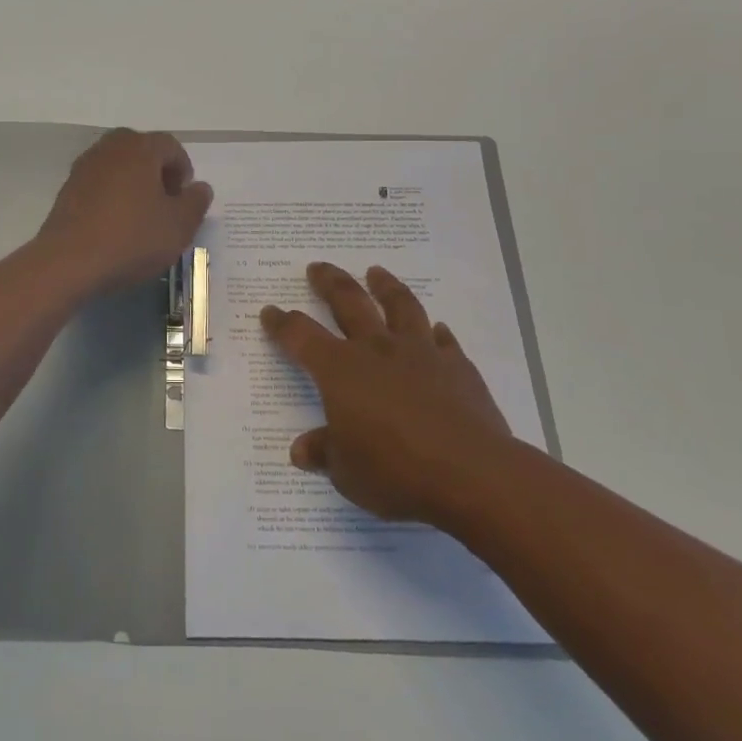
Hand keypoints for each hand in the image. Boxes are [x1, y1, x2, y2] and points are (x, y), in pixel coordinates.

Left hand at [35, 129, 212, 295]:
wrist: (68, 262)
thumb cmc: (132, 239)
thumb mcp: (178, 226)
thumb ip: (195, 203)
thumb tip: (200, 188)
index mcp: (140, 148)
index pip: (171, 146)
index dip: (184, 170)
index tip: (185, 199)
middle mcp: (110, 148)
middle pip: (142, 151)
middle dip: (157, 173)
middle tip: (165, 203)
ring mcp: (84, 167)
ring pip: (118, 166)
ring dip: (133, 184)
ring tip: (141, 217)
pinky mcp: (67, 189)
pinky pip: (99, 183)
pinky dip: (112, 196)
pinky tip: (116, 225)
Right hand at [261, 262, 514, 527]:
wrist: (471, 473)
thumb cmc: (395, 471)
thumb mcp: (346, 472)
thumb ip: (324, 452)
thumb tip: (301, 449)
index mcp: (339, 370)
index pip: (300, 336)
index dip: (282, 323)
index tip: (270, 311)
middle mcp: (376, 350)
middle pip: (348, 302)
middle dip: (329, 282)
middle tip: (318, 266)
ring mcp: (420, 353)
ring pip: (400, 306)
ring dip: (386, 286)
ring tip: (376, 272)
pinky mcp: (457, 367)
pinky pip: (444, 341)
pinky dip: (437, 333)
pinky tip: (436, 328)